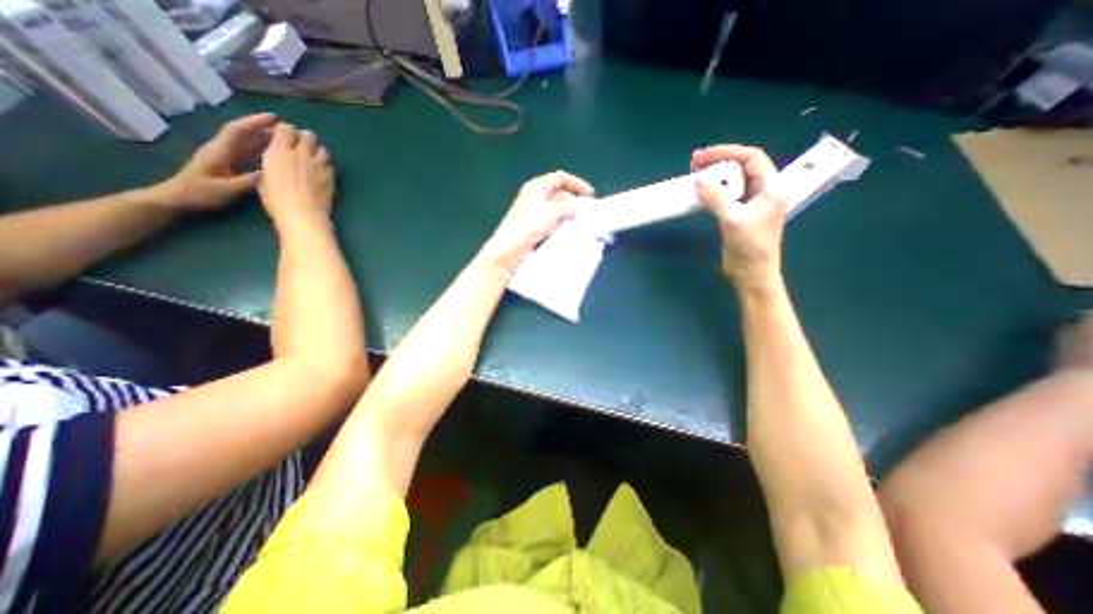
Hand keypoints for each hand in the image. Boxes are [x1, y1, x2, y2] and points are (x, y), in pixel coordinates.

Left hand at [155, 114, 277, 211]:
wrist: (177, 199)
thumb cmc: (200, 194)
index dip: (255, 123)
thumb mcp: (227, 189)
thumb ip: (250, 181)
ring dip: (264, 138)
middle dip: (263, 128)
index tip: (274, 118)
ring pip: (247, 143)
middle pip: (244, 134)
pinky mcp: (229, 165)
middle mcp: (223, 150)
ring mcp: (225, 157)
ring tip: (285, 139)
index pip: (238, 131)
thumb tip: (273, 173)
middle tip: (287, 129)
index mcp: (220, 151)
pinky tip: (275, 154)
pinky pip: (248, 154)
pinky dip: (262, 150)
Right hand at [260, 121, 335, 221]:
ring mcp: (319, 166)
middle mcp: (301, 155)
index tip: (285, 138)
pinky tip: (322, 174)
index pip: (286, 129)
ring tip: (313, 161)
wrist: (303, 215)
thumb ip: (273, 163)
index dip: (286, 131)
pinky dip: (326, 166)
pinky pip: (330, 165)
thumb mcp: (265, 177)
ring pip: (322, 150)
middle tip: (302, 148)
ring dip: (318, 152)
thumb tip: (278, 160)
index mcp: (279, 151)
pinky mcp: (331, 177)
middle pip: (309, 135)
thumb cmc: (277, 200)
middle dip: (305, 138)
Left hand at [480, 171, 593, 268]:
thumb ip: (571, 206)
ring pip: (558, 212)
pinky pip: (553, 224)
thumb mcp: (552, 212)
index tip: (590, 196)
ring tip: (582, 226)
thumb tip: (587, 205)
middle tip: (587, 215)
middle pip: (560, 196)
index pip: (560, 178)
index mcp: (536, 187)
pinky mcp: (535, 230)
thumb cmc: (527, 226)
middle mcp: (535, 198)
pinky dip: (563, 227)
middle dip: (575, 203)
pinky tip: (570, 235)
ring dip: (570, 217)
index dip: (576, 184)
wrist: (509, 251)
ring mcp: (534, 214)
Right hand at [691, 144, 784, 291]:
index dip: (727, 152)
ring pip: (734, 181)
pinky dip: (714, 191)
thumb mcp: (733, 220)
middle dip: (719, 161)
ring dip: (715, 176)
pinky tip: (701, 193)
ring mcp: (751, 203)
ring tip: (695, 175)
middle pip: (742, 166)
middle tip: (694, 164)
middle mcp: (763, 191)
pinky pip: (727, 195)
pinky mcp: (740, 215)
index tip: (702, 156)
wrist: (752, 275)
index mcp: (771, 187)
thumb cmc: (750, 248)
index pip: (752, 157)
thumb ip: (716, 198)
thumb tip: (699, 180)